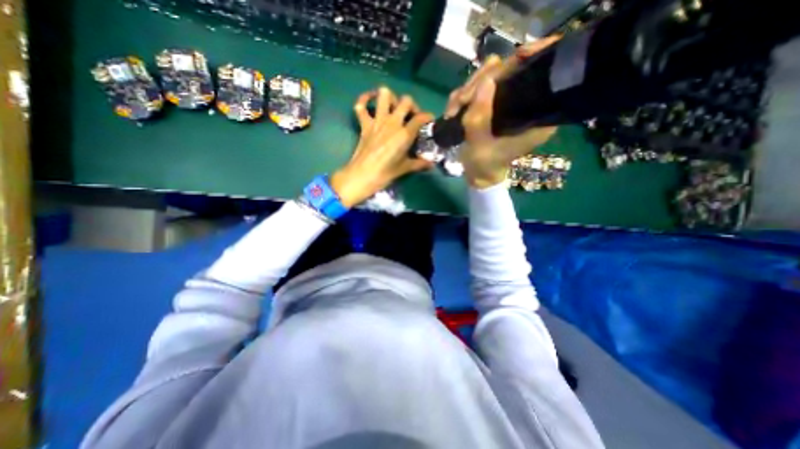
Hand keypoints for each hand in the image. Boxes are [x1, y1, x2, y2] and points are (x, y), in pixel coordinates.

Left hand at [329, 86, 434, 205]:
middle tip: (411, 116)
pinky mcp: (364, 124)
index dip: (427, 117)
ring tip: (393, 108)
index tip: (429, 121)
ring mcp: (377, 121)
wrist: (362, 175)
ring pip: (385, 95)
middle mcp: (392, 122)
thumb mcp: (405, 168)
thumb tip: (431, 164)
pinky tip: (369, 100)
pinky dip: (364, 99)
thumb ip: (419, 163)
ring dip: (391, 98)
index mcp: (404, 134)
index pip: (420, 118)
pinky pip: (361, 105)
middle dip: (411, 106)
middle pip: (406, 101)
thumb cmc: (385, 173)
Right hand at [447, 35, 557, 187]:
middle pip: (510, 69)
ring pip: (490, 76)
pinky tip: (453, 111)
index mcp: (536, 115)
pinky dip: (462, 97)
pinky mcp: (493, 103)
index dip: (532, 59)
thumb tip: (485, 81)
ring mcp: (507, 101)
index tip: (516, 58)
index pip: (543, 74)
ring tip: (453, 111)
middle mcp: (526, 102)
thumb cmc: (484, 165)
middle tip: (462, 101)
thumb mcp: (479, 145)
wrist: (478, 174)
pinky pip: (477, 88)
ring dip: (467, 90)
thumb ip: (480, 117)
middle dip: (482, 80)